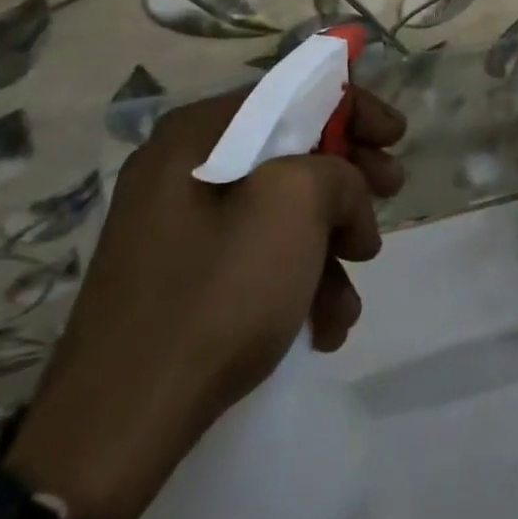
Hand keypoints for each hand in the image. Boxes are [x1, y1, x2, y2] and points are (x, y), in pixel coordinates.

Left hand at [2, 87, 405, 518]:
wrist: (121, 423)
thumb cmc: (215, 294)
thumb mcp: (292, 210)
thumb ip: (335, 171)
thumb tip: (341, 191)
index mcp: (197, 137)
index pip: (290, 94)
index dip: (354, 109)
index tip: (396, 139)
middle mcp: (183, 171)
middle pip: (291, 154)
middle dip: (349, 185)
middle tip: (388, 203)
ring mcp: (180, 228)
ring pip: (281, 214)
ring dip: (330, 249)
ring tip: (349, 299)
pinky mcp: (184, 278)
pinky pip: (257, 258)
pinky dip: (298, 282)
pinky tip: (324, 326)